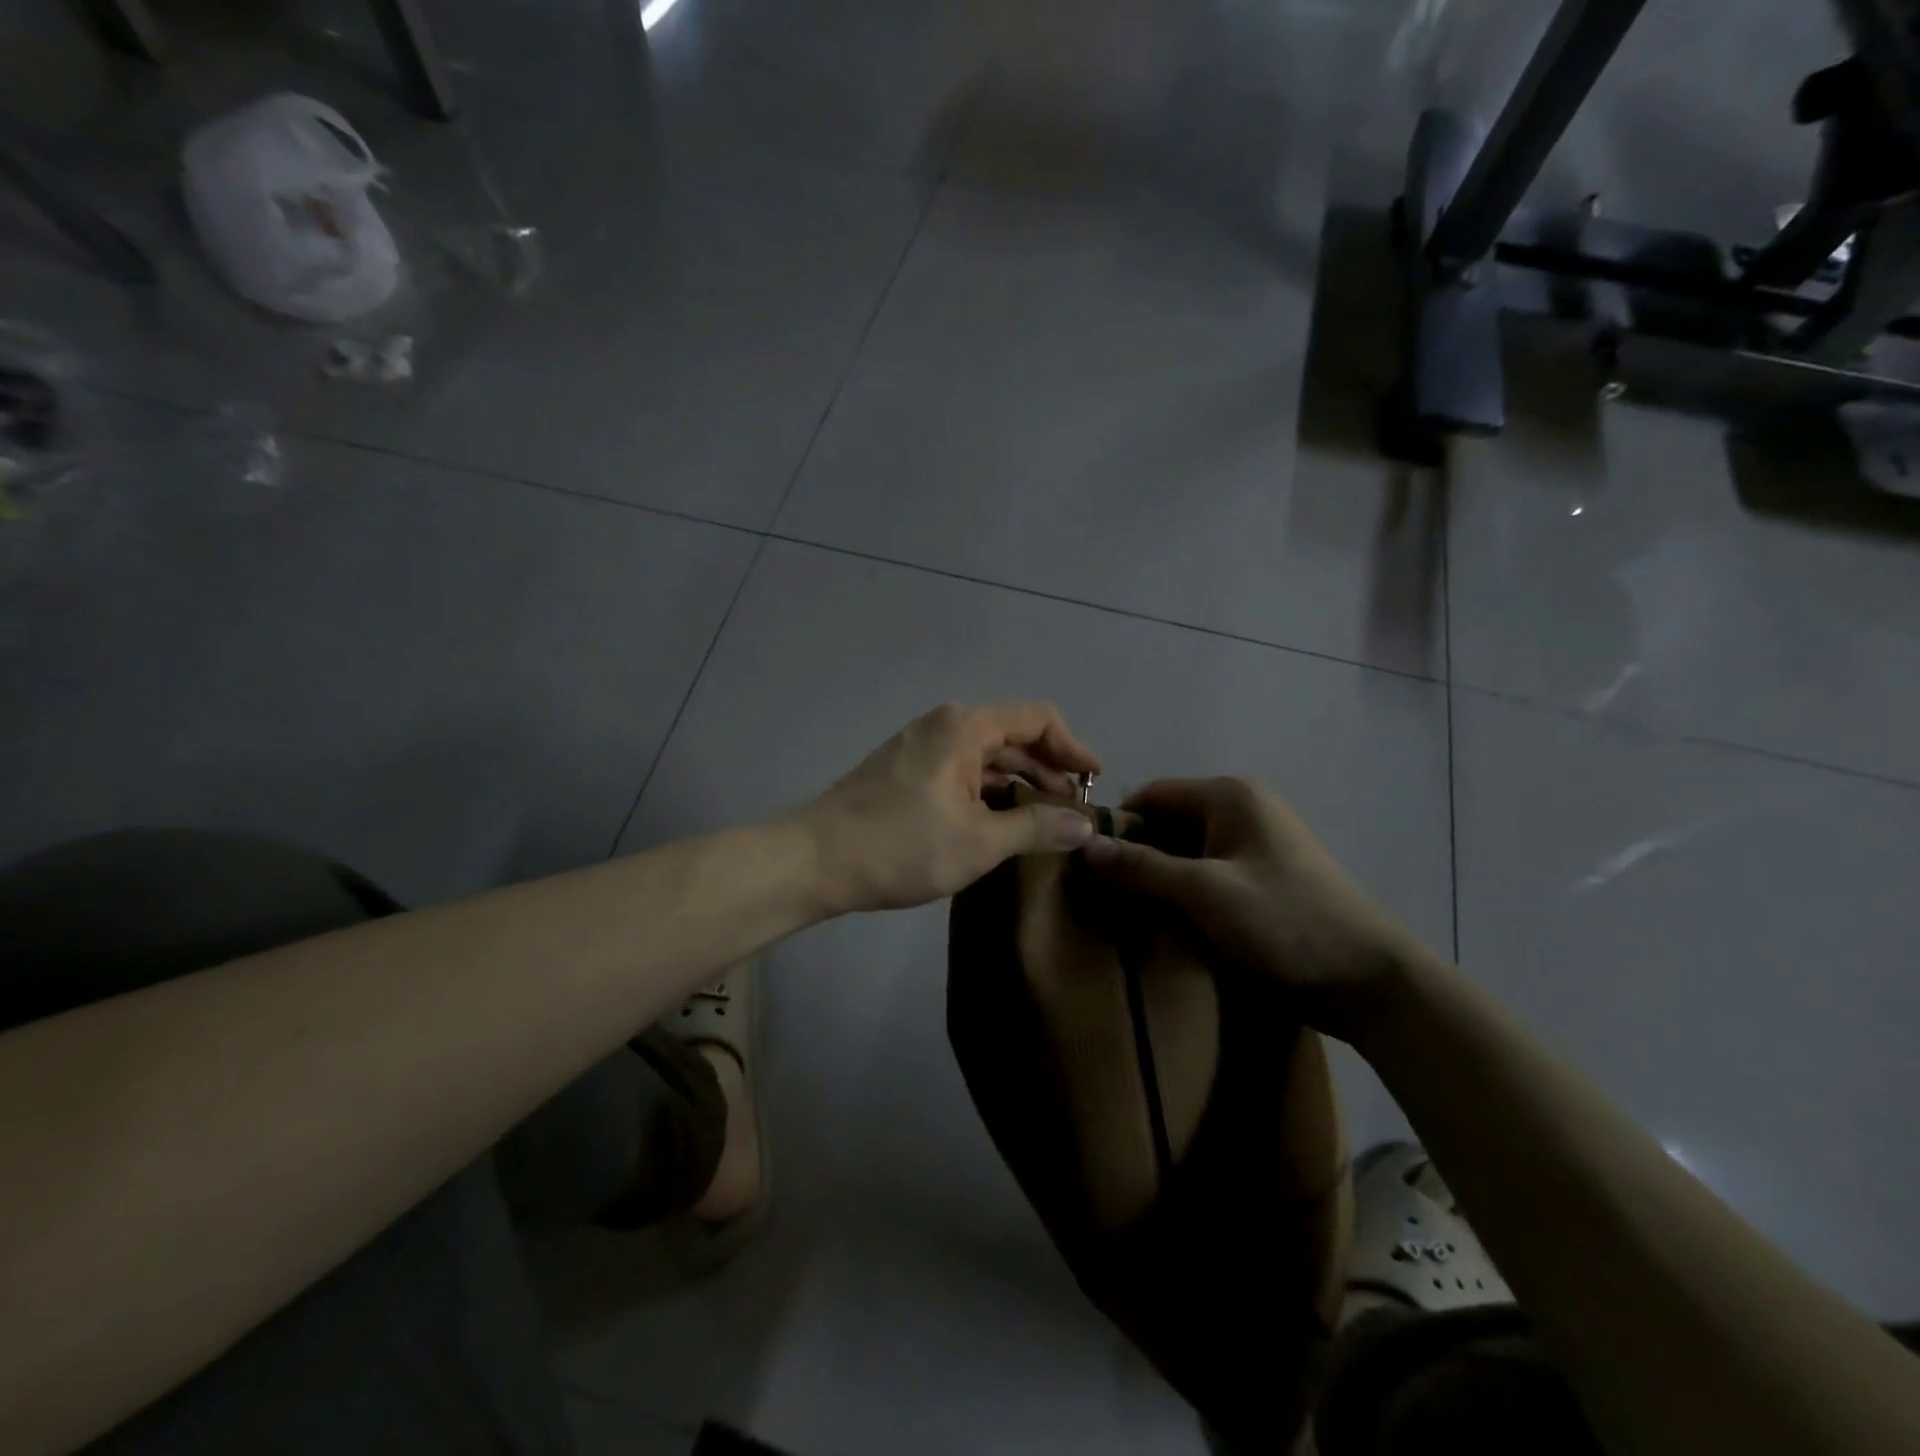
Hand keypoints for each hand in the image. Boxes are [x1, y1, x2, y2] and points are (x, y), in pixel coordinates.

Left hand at [798, 703, 1102, 912]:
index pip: (1038, 718)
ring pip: (986, 755)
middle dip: (1048, 768)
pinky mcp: (906, 770)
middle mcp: (944, 724)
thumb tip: (1086, 824)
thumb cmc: (901, 845)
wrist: (815, 860)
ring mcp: (921, 746)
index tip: (1095, 781)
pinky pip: (962, 770)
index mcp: (965, 726)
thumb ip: (1036, 827)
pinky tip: (1000, 822)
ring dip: (1019, 782)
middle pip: (1013, 734)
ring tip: (1044, 821)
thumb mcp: (978, 841)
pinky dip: (989, 790)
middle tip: (1074, 810)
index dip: (1073, 747)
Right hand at [1082, 777, 1429, 1039]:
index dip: (1116, 825)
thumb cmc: (1285, 922)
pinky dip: (1183, 893)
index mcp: (1230, 795)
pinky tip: (1164, 922)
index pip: (1151, 795)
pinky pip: (1207, 874)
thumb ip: (1141, 867)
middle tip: (1099, 894)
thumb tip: (1081, 845)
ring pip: (1185, 851)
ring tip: (1125, 913)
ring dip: (1158, 878)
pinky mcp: (1262, 878)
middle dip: (1135, 855)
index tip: (1084, 863)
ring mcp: (1256, 844)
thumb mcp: (1204, 893)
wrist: (1368, 981)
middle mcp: (1242, 809)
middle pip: (1167, 822)